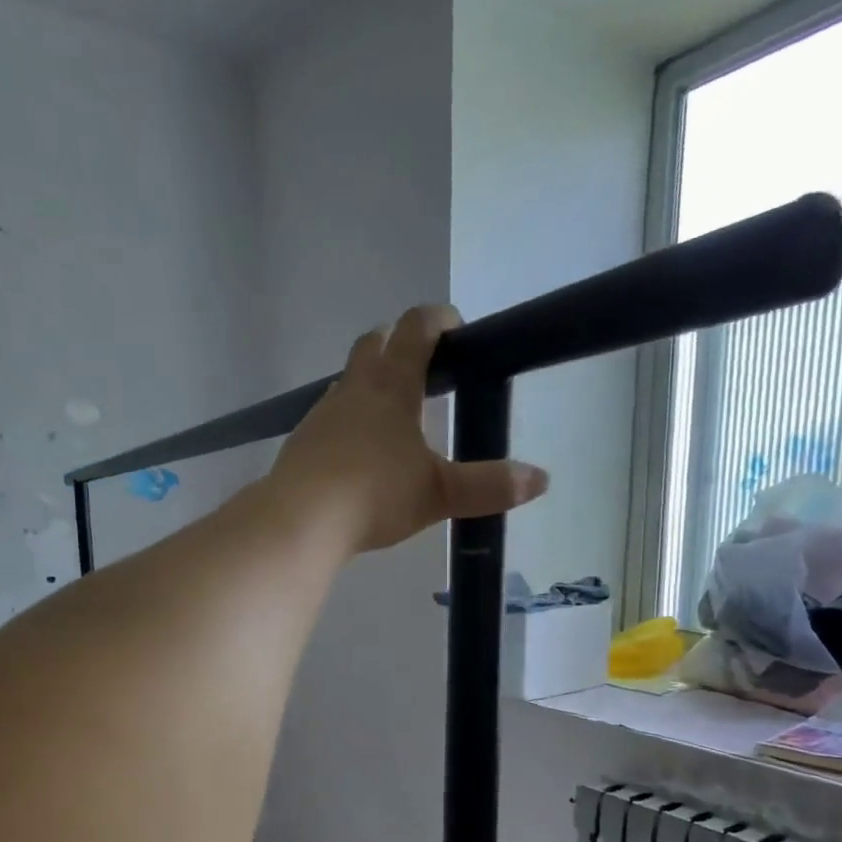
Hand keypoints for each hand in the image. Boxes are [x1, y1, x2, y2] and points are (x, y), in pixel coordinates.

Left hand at [270, 304, 547, 554]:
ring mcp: (320, 416)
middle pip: (373, 345)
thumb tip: (540, 480)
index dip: (437, 319)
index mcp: (391, 386)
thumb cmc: (374, 495)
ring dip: (369, 388)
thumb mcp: (438, 493)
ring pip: (347, 384)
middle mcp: (352, 390)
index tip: (454, 326)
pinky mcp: (300, 445)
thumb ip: (487, 486)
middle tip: (422, 369)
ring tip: (393, 420)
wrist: (300, 522)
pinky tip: (356, 457)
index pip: (414, 329)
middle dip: (397, 345)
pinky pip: (328, 421)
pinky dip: (347, 425)